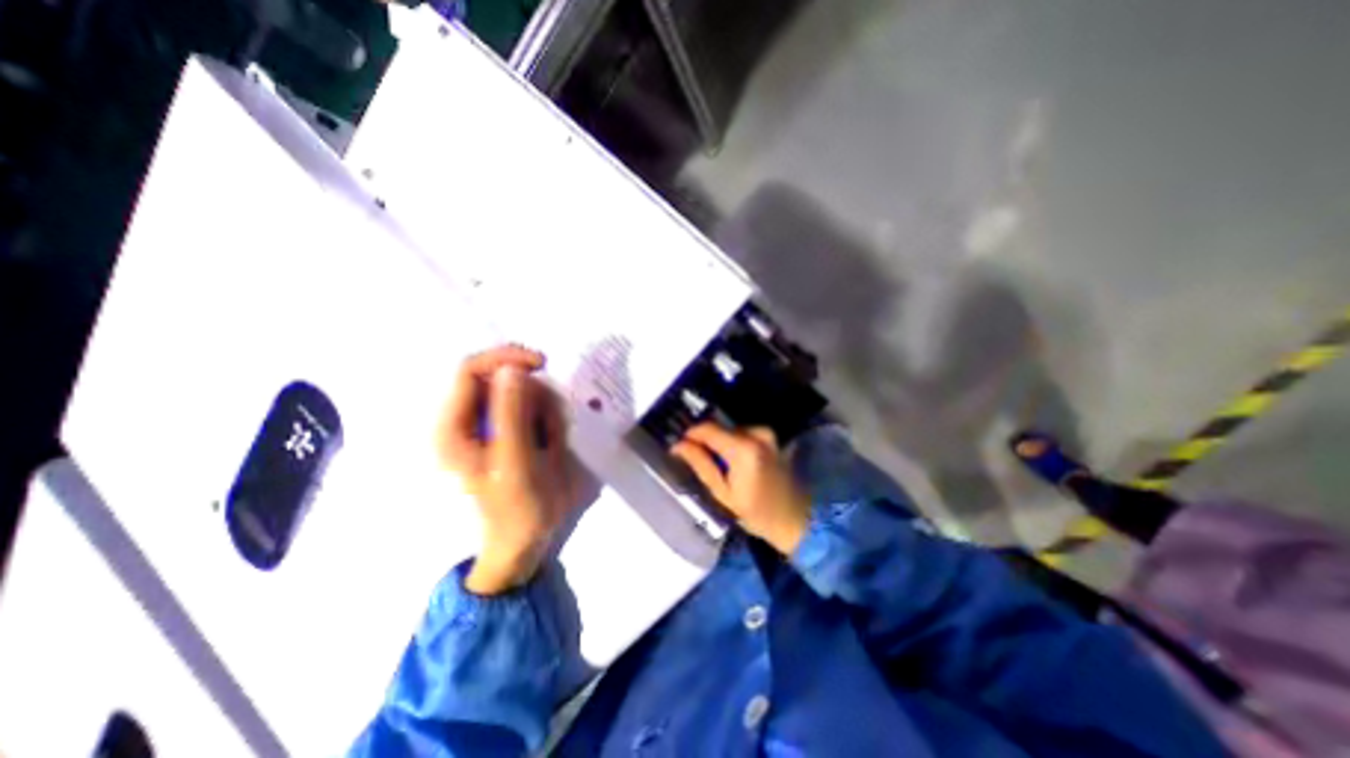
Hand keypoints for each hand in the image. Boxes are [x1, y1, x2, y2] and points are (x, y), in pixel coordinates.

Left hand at [437, 346, 572, 595]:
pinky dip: (551, 419)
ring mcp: (494, 425)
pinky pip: (537, 407)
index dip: (505, 358)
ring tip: (551, 444)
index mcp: (455, 427)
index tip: (541, 363)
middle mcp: (470, 420)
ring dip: (546, 410)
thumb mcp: (515, 462)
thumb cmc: (517, 508)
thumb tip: (512, 368)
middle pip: (502, 379)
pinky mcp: (514, 430)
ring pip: (525, 392)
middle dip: (534, 395)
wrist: (528, 539)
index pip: (471, 370)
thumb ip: (511, 414)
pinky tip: (553, 445)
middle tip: (550, 426)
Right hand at [673, 423, 810, 553]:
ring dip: (720, 443)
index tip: (679, 447)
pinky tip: (732, 462)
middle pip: (720, 428)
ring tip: (716, 464)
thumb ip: (700, 464)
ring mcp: (766, 433)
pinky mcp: (771, 437)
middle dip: (706, 441)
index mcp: (743, 448)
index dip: (690, 435)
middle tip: (697, 459)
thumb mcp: (722, 493)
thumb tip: (678, 445)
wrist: (795, 518)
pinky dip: (733, 444)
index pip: (707, 429)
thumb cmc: (756, 512)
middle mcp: (756, 433)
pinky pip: (743, 434)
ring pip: (730, 430)